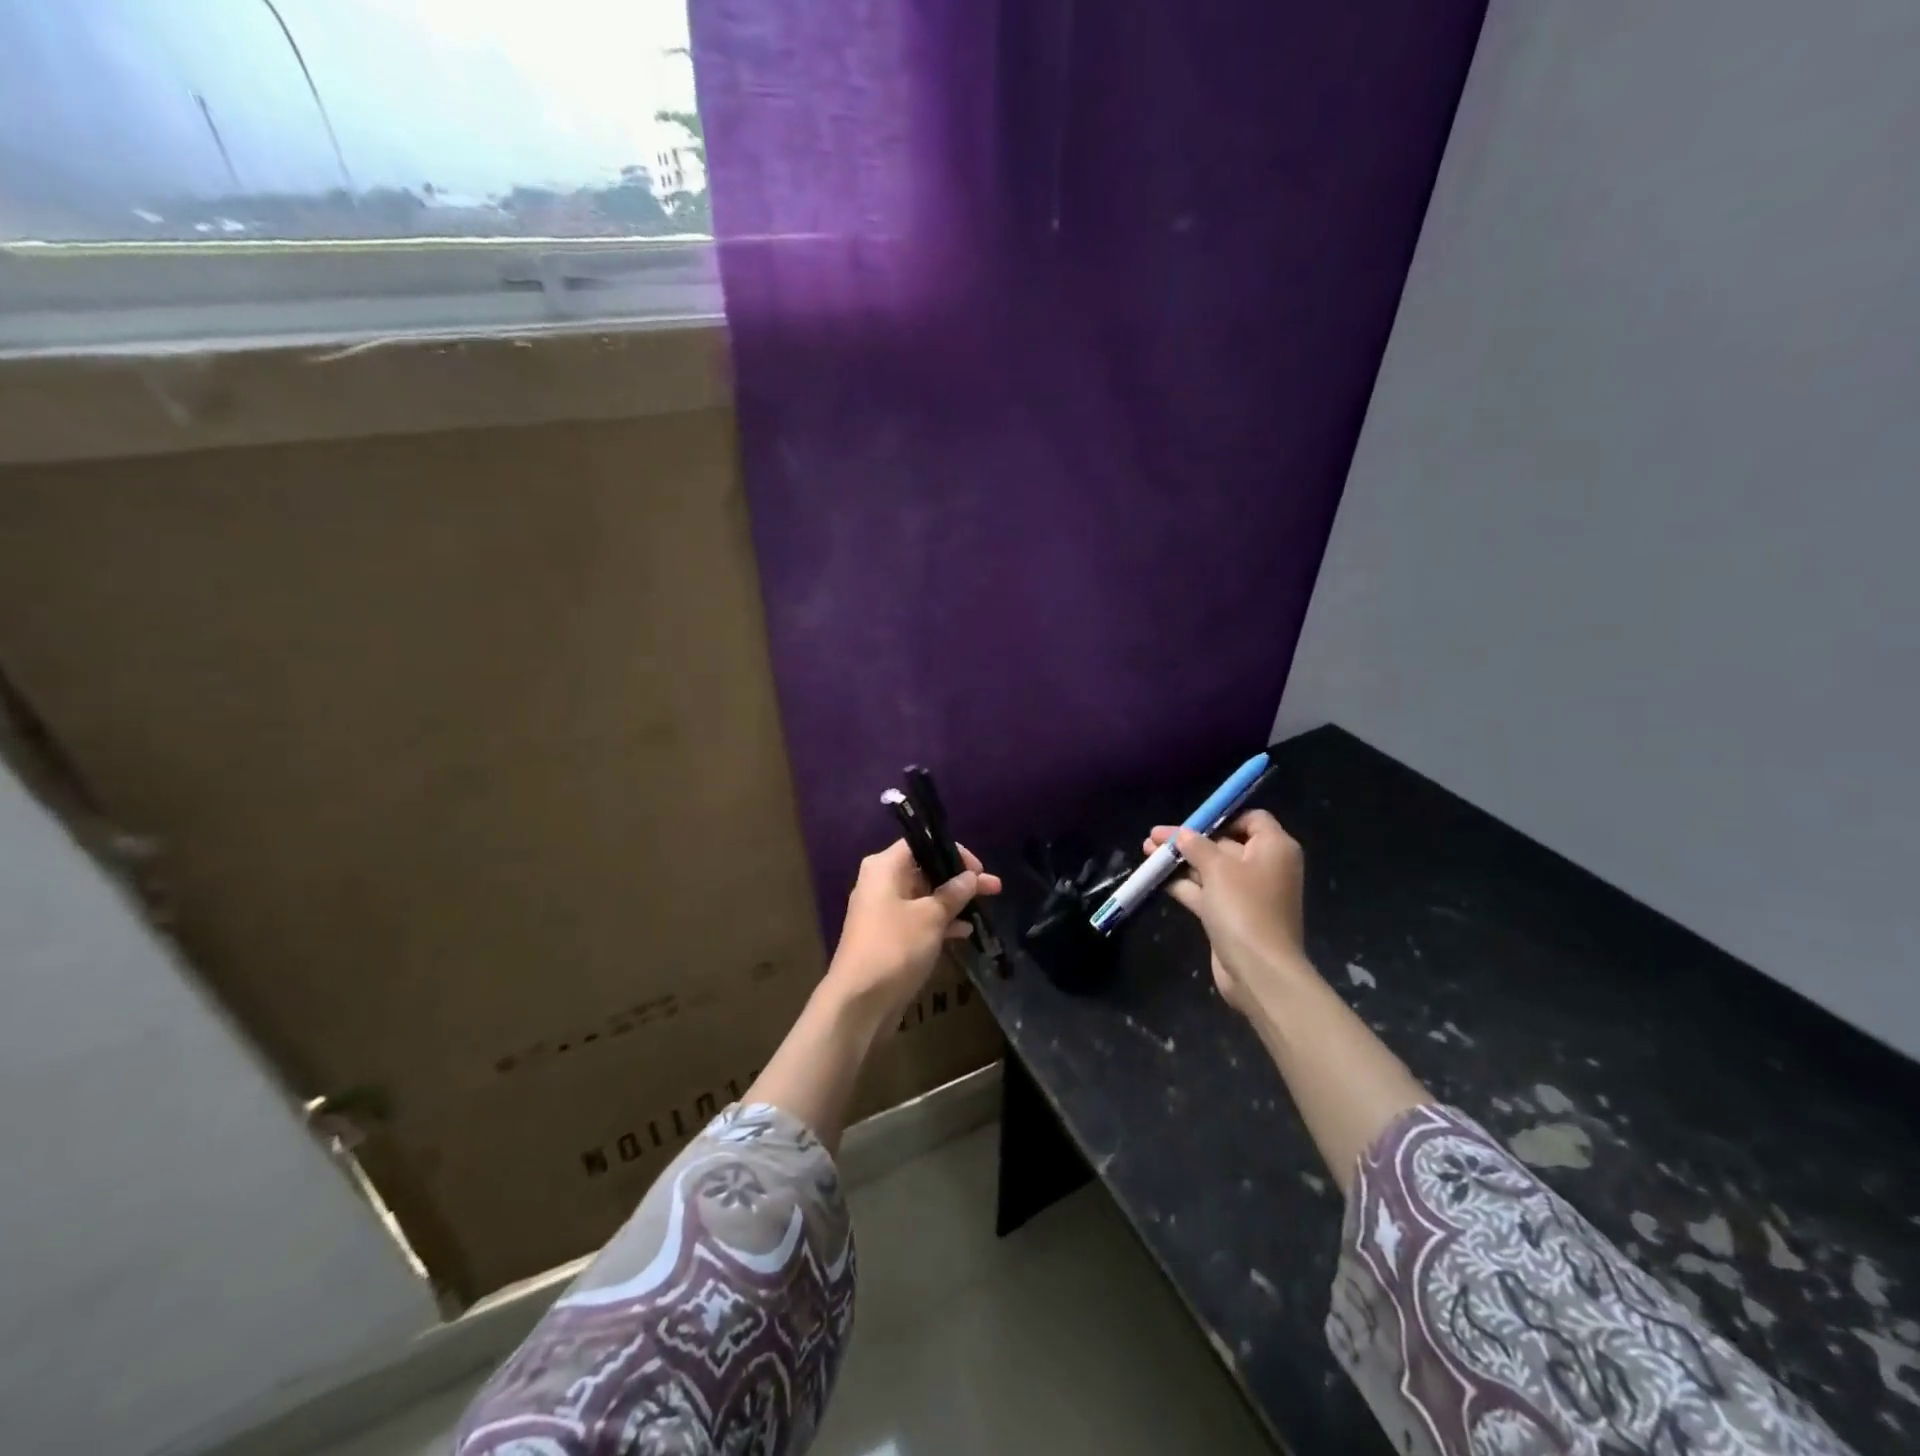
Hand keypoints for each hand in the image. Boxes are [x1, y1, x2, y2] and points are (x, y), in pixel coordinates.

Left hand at [825, 839, 1001, 1026]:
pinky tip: (965, 932)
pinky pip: (918, 919)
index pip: (921, 843)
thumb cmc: (895, 948)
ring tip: (984, 909)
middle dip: (959, 879)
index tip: (979, 869)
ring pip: (924, 896)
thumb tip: (971, 877)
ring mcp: (883, 911)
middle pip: (925, 869)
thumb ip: (954, 893)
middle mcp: (880, 883)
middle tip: (993, 888)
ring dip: (953, 902)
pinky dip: (940, 922)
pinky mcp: (888, 936)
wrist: (859, 1002)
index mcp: (884, 867)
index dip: (953, 852)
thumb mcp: (931, 917)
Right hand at [1142, 810, 1313, 1018]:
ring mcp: (1248, 893)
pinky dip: (1184, 884)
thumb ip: (1195, 845)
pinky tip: (1156, 878)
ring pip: (1211, 869)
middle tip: (1155, 836)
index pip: (1251, 818)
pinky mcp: (1232, 915)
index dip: (1221, 816)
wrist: (1259, 971)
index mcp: (1274, 848)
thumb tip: (1182, 834)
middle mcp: (1265, 867)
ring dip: (1181, 861)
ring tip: (1146, 851)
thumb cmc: (1244, 908)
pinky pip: (1206, 892)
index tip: (1192, 822)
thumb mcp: (1217, 868)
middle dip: (1189, 840)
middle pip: (1225, 842)